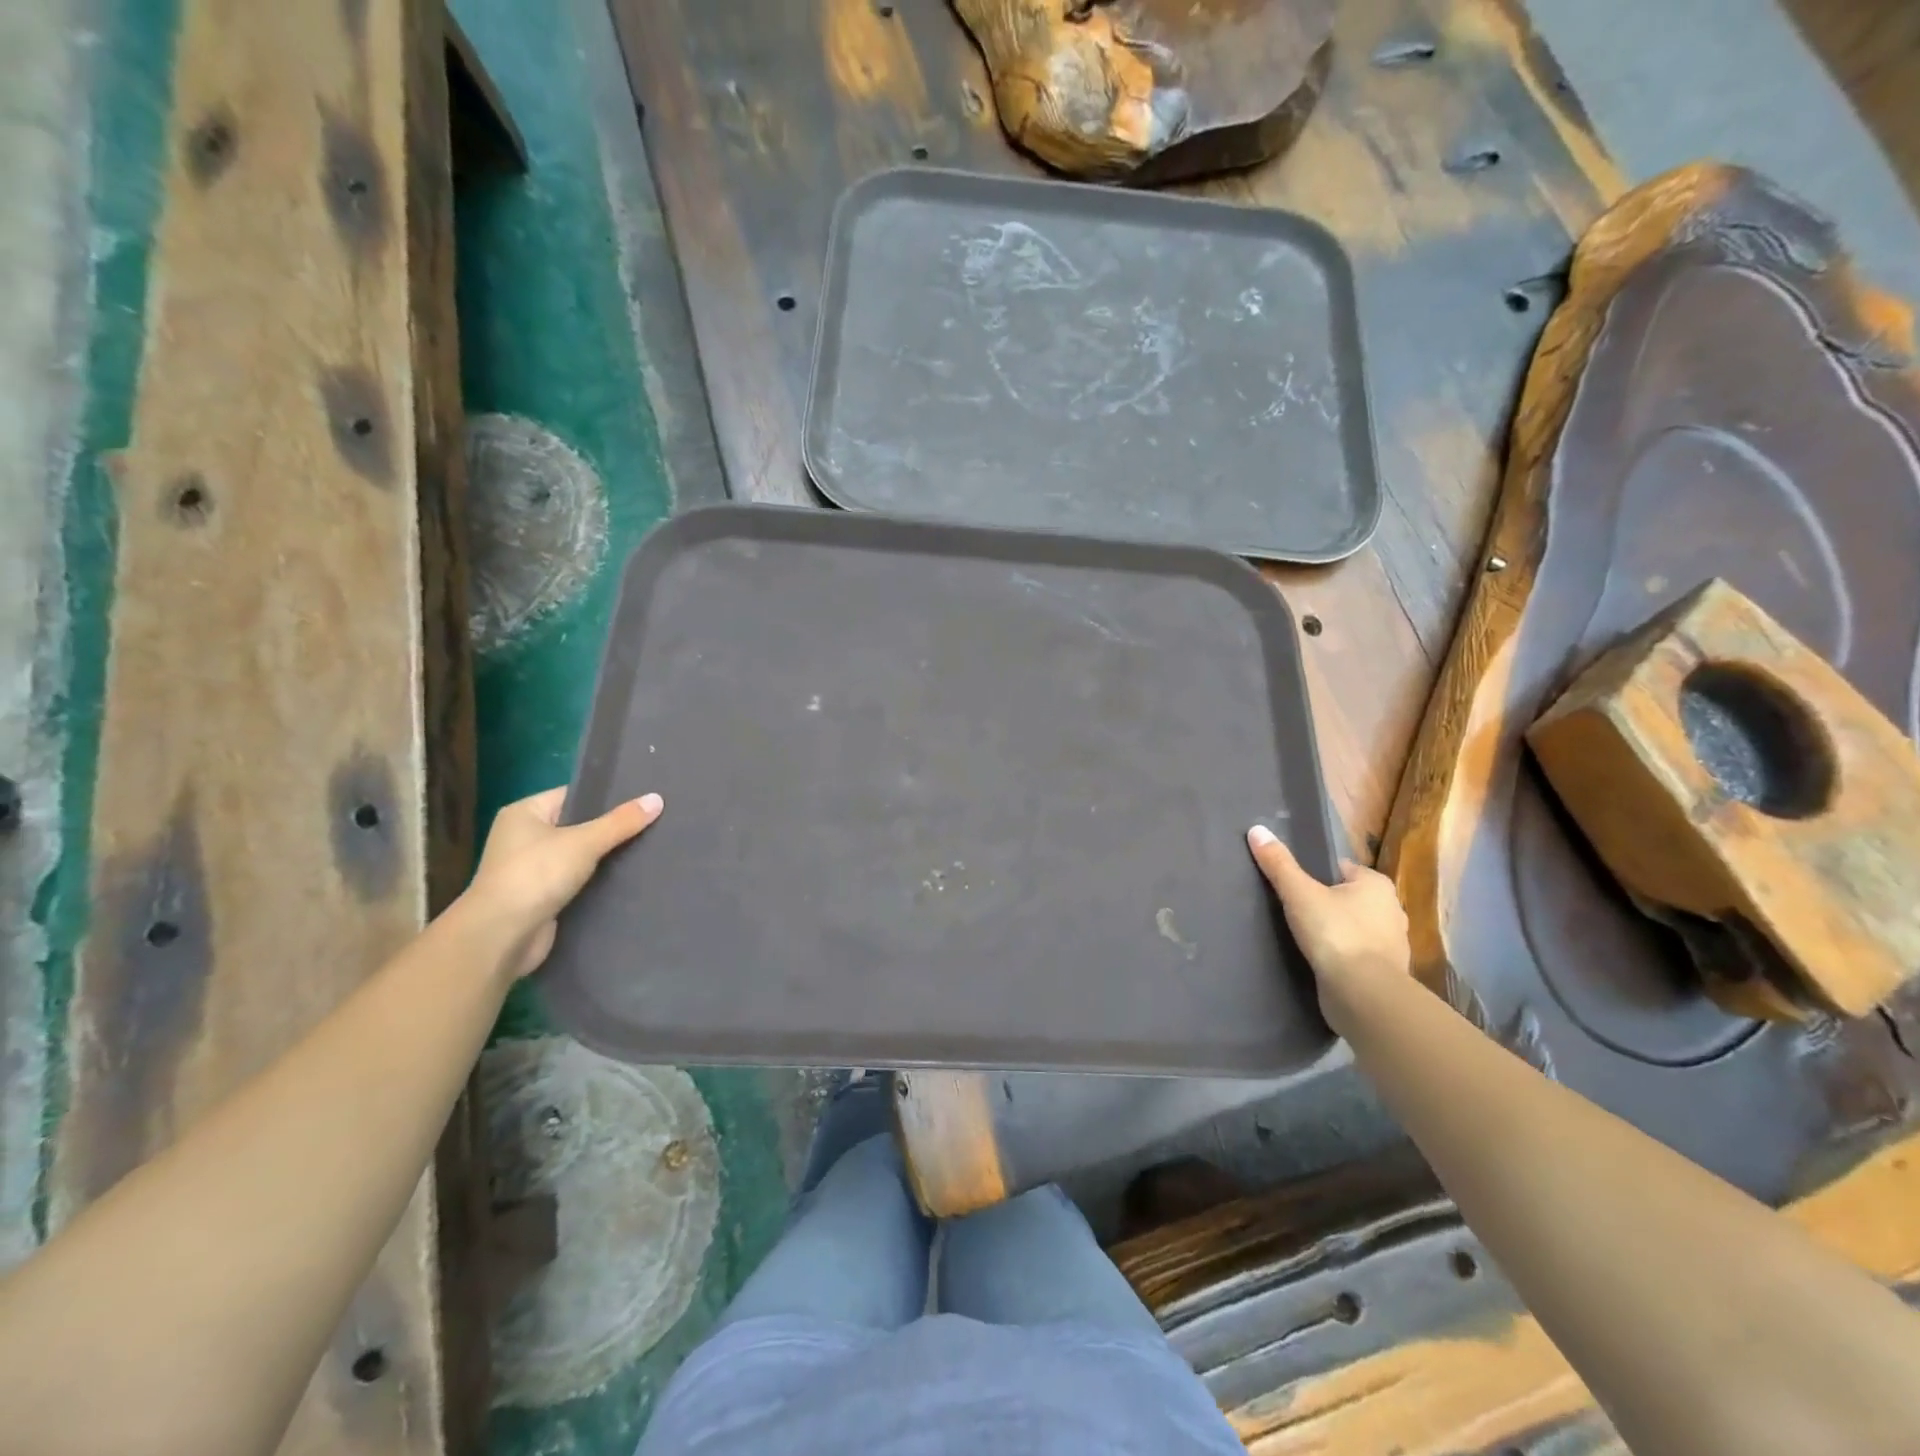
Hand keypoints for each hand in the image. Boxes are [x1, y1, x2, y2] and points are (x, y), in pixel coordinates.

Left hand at [463, 787, 662, 978]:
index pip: (574, 795)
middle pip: (579, 826)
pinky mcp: (542, 898)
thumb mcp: (584, 842)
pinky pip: (578, 881)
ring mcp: (531, 870)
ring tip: (650, 849)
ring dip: (607, 858)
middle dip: (612, 829)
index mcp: (525, 813)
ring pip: (580, 856)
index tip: (644, 799)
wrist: (501, 937)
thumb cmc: (535, 875)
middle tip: (654, 823)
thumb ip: (621, 822)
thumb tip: (657, 799)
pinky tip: (630, 879)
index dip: (608, 797)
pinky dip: (599, 882)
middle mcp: (524, 837)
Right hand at [1247, 825, 1409, 1027]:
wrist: (1364, 994)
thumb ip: (1278, 864)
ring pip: (1355, 927)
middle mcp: (1391, 910)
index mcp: (1376, 884)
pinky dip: (1342, 956)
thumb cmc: (1335, 933)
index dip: (1315, 875)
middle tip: (1293, 911)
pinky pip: (1358, 955)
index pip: (1340, 869)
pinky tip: (1320, 961)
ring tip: (1304, 937)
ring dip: (1335, 931)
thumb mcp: (1299, 893)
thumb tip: (1256, 829)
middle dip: (1326, 904)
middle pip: (1349, 898)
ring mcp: (1392, 944)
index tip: (1292, 886)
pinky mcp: (1385, 972)